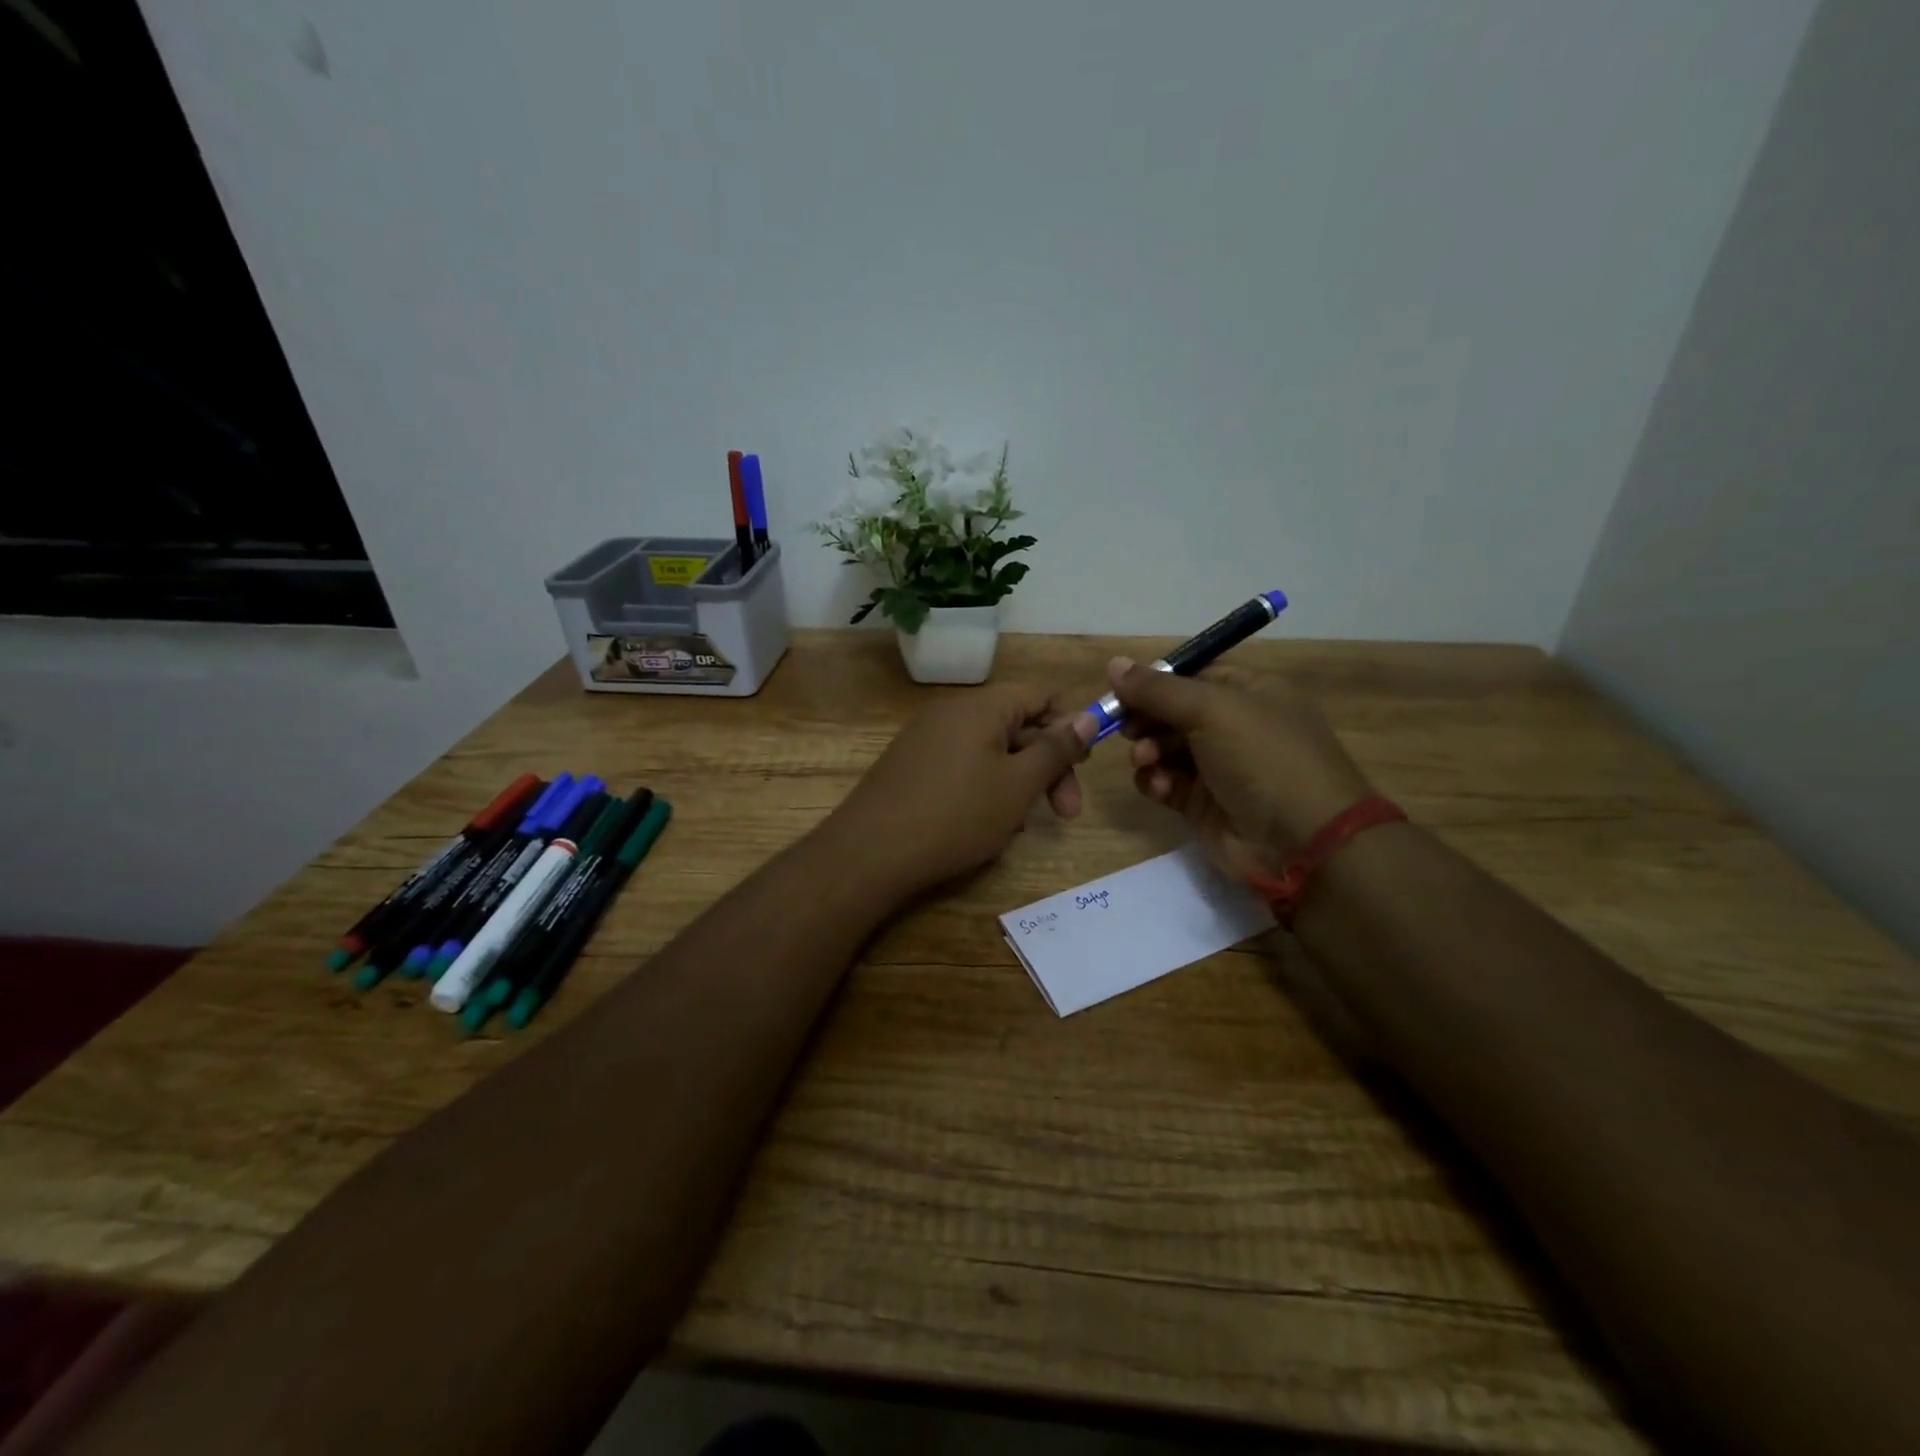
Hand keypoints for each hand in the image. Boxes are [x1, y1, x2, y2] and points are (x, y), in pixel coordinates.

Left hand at [822, 683, 1092, 897]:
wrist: (870, 853)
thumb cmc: (956, 815)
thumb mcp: (1018, 785)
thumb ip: (1056, 749)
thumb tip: (1088, 715)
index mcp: (981, 706)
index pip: (1041, 696)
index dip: (1069, 726)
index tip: (1083, 766)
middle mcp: (952, 713)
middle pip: (1017, 727)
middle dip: (1047, 768)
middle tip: (1065, 813)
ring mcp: (927, 740)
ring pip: (991, 754)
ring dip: (1015, 786)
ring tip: (1015, 829)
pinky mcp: (911, 767)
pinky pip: (962, 769)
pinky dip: (983, 792)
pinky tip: (984, 830)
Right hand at [1106, 656, 1374, 880]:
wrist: (1302, 842)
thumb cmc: (1263, 758)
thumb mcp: (1212, 710)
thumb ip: (1157, 689)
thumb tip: (1113, 664)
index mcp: (1250, 692)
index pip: (1193, 674)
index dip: (1156, 680)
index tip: (1121, 690)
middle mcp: (1235, 725)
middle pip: (1173, 711)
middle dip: (1146, 718)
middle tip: (1125, 729)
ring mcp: (1219, 767)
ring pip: (1165, 748)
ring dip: (1148, 751)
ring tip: (1145, 761)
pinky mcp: (1204, 804)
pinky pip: (1167, 783)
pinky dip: (1156, 782)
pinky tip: (1160, 788)